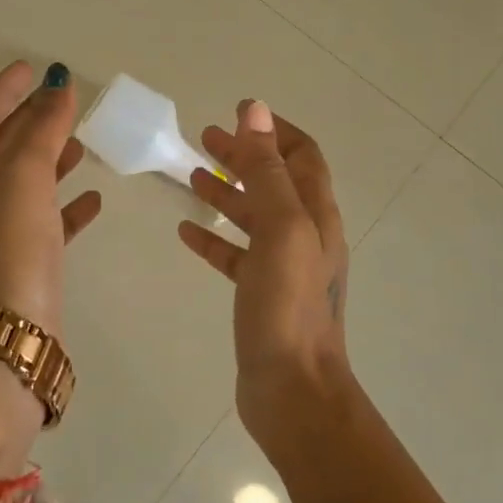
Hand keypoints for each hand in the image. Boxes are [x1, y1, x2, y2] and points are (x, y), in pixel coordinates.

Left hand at [0, 61, 102, 333]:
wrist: (3, 340)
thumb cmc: (6, 245)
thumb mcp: (23, 176)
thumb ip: (42, 129)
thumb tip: (58, 87)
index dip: (3, 89)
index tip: (30, 68)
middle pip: (0, 147)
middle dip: (28, 120)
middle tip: (60, 101)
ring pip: (24, 183)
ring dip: (49, 159)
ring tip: (81, 142)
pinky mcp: (21, 264)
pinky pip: (45, 221)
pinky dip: (66, 205)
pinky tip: (93, 198)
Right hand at [178, 100, 350, 446]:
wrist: (293, 391)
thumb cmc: (288, 305)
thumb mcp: (280, 228)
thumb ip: (266, 170)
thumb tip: (255, 110)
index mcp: (316, 214)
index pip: (302, 155)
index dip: (273, 130)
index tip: (238, 112)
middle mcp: (305, 234)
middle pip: (274, 181)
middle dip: (243, 155)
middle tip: (205, 138)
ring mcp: (283, 266)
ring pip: (253, 216)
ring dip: (226, 191)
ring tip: (190, 174)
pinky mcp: (261, 294)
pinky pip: (235, 254)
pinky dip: (213, 237)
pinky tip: (186, 231)